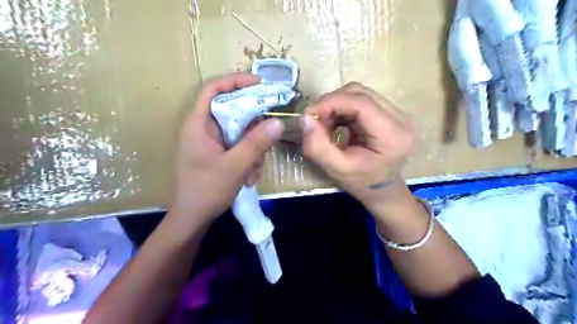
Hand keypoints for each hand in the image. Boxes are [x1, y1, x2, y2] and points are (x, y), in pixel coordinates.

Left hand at [171, 74, 285, 228]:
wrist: (194, 217)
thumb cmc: (207, 190)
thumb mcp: (235, 166)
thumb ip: (256, 143)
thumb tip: (278, 122)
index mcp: (199, 124)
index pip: (213, 89)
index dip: (235, 81)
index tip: (260, 84)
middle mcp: (205, 128)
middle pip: (235, 112)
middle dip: (254, 129)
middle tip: (266, 141)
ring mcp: (213, 142)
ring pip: (242, 132)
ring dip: (254, 150)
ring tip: (253, 172)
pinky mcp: (220, 153)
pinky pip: (240, 146)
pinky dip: (249, 159)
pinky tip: (250, 177)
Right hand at [302, 82, 413, 206]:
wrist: (382, 189)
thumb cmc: (362, 183)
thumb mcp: (337, 170)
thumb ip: (318, 146)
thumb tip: (305, 119)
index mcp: (393, 135)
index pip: (361, 103)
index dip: (331, 102)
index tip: (308, 114)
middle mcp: (400, 118)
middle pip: (360, 93)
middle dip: (331, 103)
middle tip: (315, 122)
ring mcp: (397, 113)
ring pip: (359, 94)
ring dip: (336, 105)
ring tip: (324, 125)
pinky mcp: (389, 113)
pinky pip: (360, 101)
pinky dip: (342, 109)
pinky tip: (335, 124)